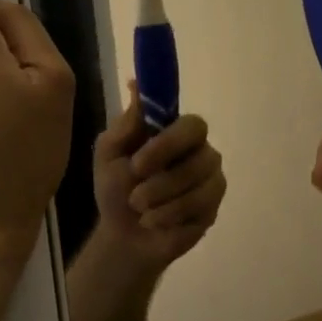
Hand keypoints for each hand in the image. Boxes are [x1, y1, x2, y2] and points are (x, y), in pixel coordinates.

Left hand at [91, 85, 226, 274]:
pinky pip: (198, 211)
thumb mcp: (109, 154)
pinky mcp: (213, 209)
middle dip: (162, 180)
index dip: (169, 143)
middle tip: (134, 195)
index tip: (138, 162)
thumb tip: (136, 85)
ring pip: (198, 187)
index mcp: (178, 134)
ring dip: (160, 201)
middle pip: (200, 158)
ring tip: (139, 208)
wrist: (122, 235)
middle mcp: (202, 153)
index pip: (193, 125)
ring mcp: (211, 182)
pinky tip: (154, 222)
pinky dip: (167, 218)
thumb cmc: (116, 188)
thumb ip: (126, 124)